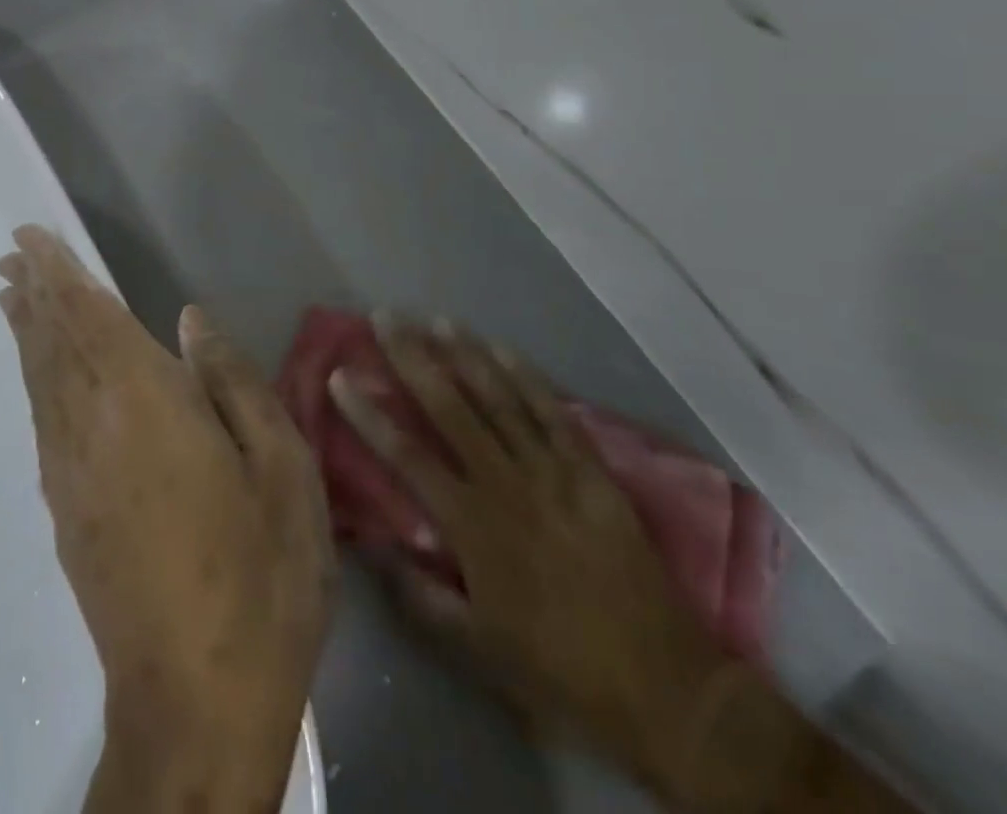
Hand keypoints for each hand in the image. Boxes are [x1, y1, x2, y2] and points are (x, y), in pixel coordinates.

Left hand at [0, 226, 332, 813]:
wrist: (195, 702)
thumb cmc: (258, 574)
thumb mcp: (281, 470)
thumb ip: (232, 383)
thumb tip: (189, 319)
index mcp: (146, 403)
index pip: (90, 319)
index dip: (60, 276)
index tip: (31, 241)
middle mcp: (92, 424)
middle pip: (54, 342)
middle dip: (33, 292)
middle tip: (13, 255)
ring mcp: (69, 470)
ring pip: (40, 378)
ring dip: (26, 330)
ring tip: (12, 295)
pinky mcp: (64, 509)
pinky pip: (41, 417)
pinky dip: (32, 377)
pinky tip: (36, 371)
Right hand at [329, 326, 730, 786]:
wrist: (666, 689)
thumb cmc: (559, 668)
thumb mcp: (477, 648)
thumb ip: (418, 597)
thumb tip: (373, 546)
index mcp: (472, 526)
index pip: (406, 455)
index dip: (368, 414)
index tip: (339, 375)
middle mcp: (506, 484)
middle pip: (449, 408)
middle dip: (412, 358)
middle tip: (385, 317)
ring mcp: (552, 472)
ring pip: (499, 398)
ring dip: (464, 354)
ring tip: (435, 319)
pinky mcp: (591, 471)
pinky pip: (553, 412)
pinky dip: (525, 376)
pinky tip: (501, 347)